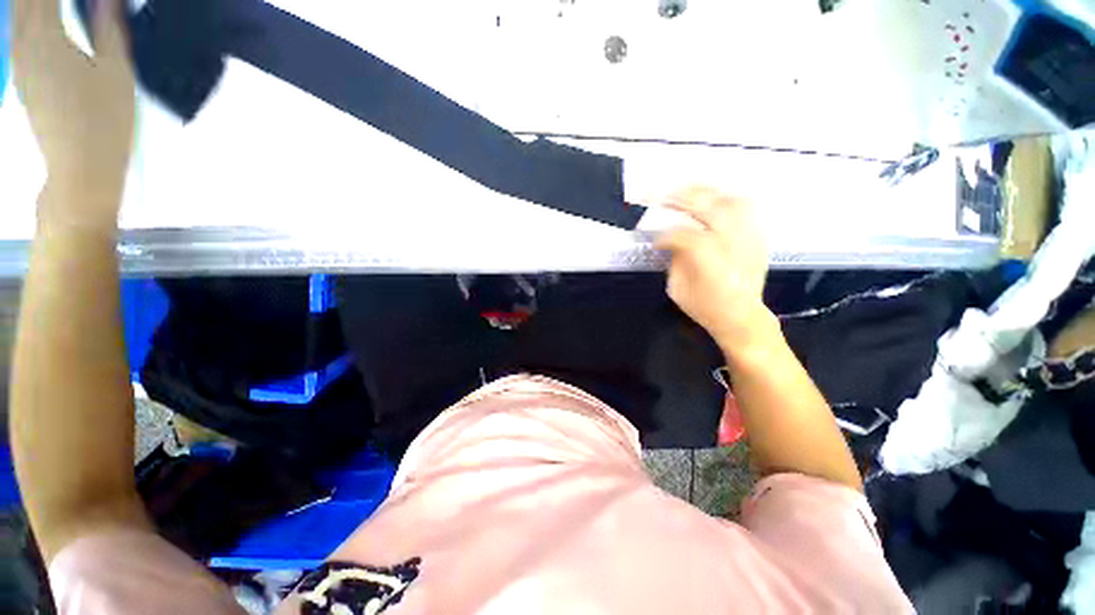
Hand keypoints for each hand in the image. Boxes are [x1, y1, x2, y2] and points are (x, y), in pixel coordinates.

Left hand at [12, 0, 134, 222]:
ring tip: (50, 7)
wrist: (80, 171)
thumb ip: (109, 29)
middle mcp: (25, 45)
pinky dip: (27, 19)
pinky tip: (37, 18)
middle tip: (66, 2)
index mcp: (47, 38)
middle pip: (24, 4)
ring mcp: (20, 65)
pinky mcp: (22, 80)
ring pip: (17, 18)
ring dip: (30, 6)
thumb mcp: (117, 73)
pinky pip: (19, 36)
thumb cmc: (105, 122)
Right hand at [656, 186, 772, 349]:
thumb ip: (674, 260)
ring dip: (705, 192)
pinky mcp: (757, 237)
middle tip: (662, 196)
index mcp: (707, 259)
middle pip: (706, 206)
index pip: (681, 234)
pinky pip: (745, 208)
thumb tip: (671, 242)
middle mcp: (730, 241)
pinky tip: (711, 201)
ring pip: (729, 200)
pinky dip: (725, 199)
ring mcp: (748, 236)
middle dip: (680, 198)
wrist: (742, 317)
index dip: (664, 235)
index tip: (655, 241)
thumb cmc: (705, 307)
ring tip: (687, 191)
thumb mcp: (677, 289)